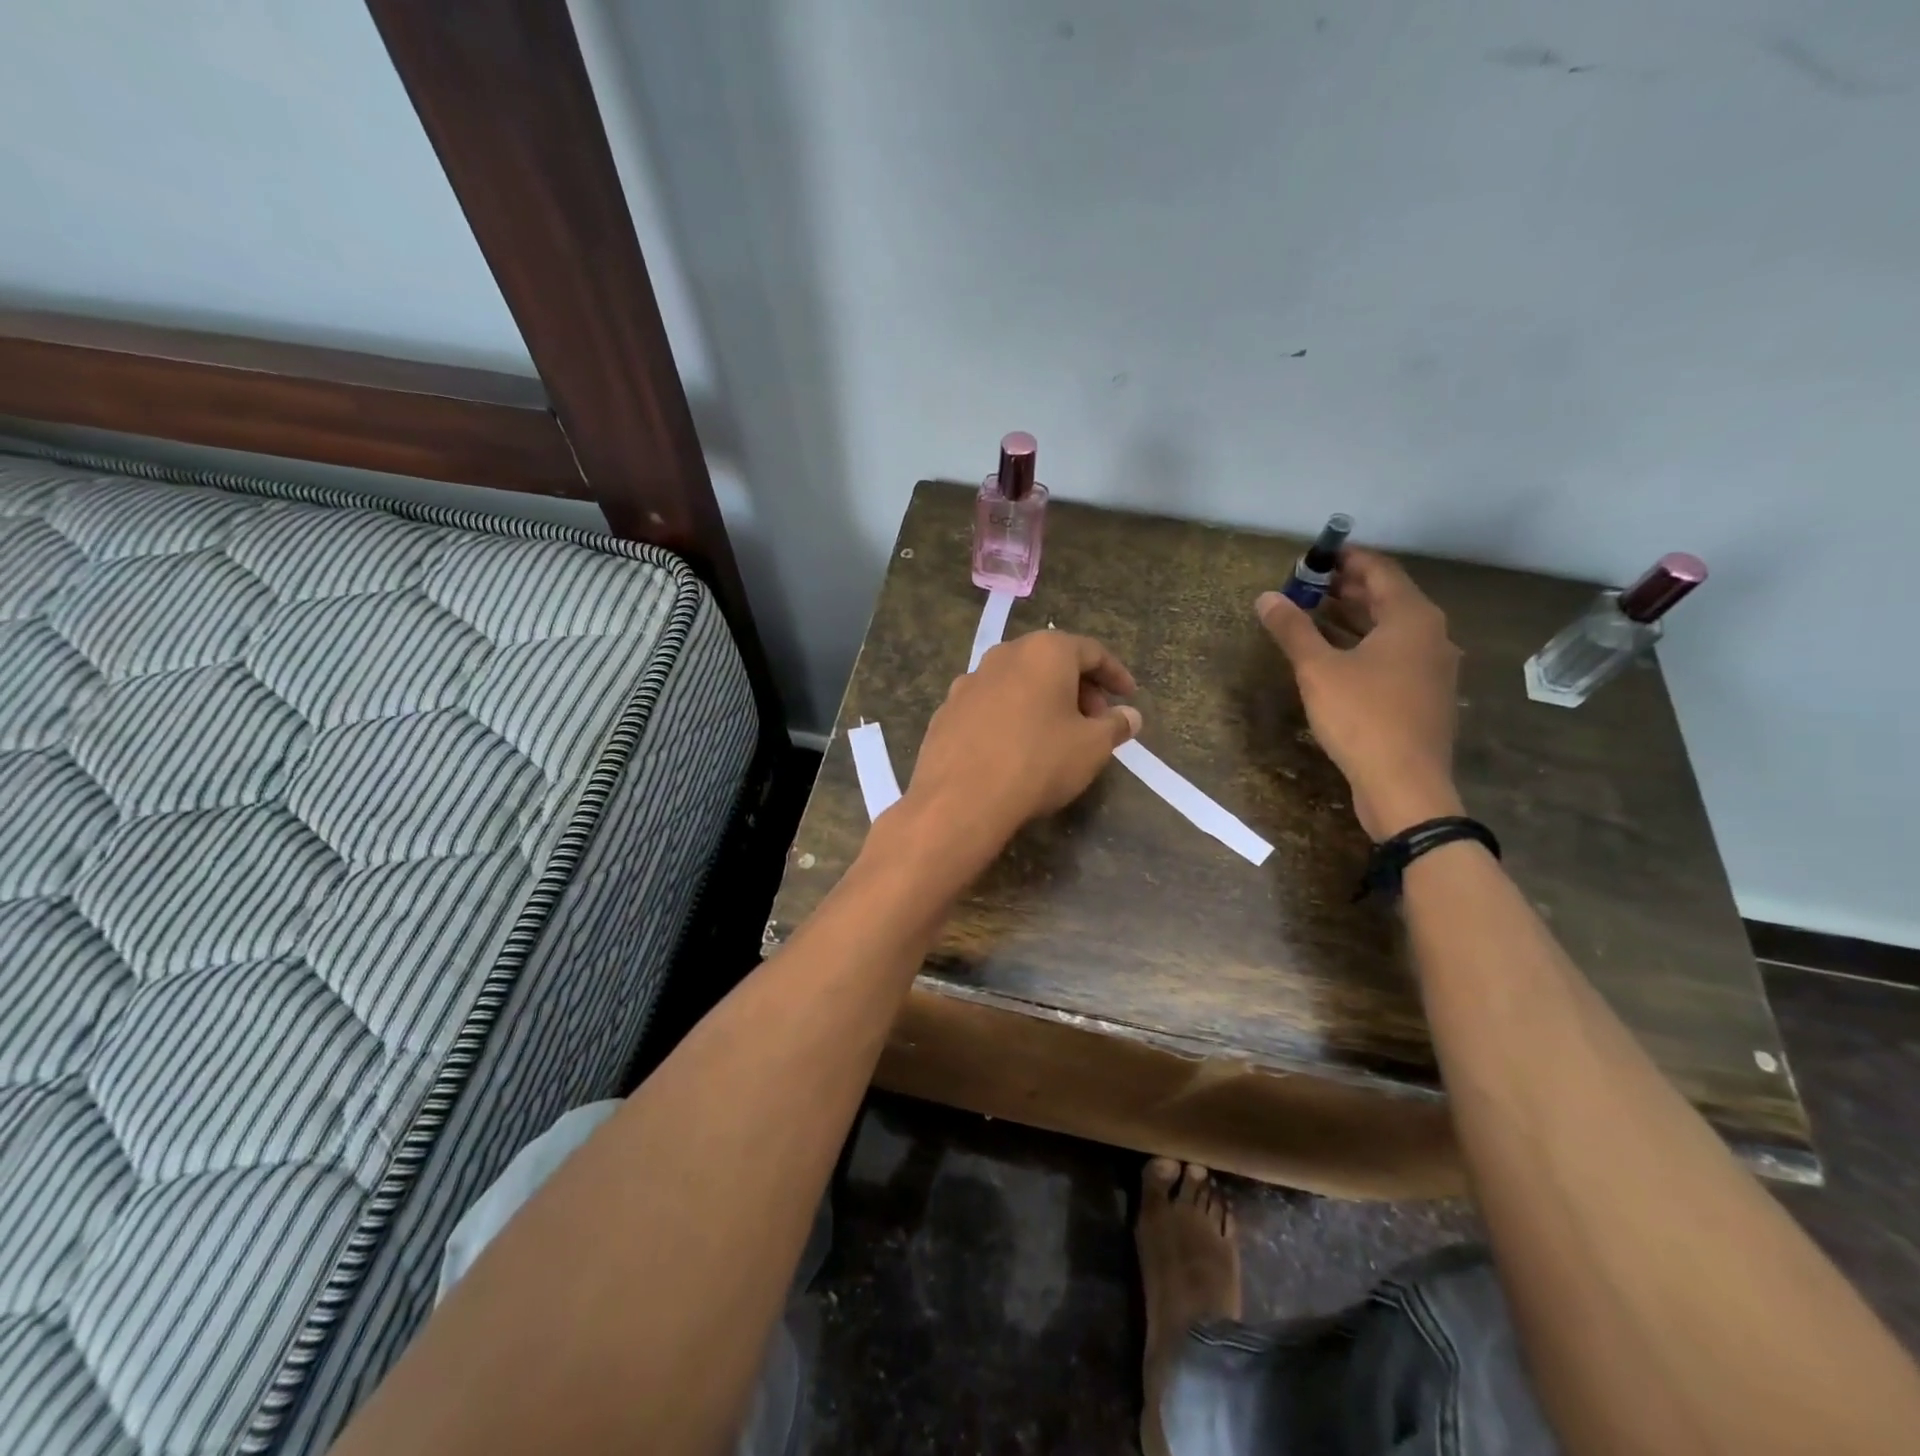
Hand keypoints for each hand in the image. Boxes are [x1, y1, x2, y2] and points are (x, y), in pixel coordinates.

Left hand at [899, 631, 1141, 858]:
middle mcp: (1004, 655)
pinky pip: (989, 705)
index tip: (1128, 697)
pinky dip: (1010, 716)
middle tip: (1095, 721)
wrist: (960, 799)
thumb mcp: (1091, 747)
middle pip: (1050, 662)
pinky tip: (1014, 747)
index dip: (1115, 675)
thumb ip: (1115, 725)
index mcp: (1044, 652)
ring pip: (1017, 682)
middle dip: (1078, 688)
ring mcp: (969, 681)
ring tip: (1056, 735)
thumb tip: (1130, 716)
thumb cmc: (1038, 762)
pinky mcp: (946, 710)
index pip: (1091, 652)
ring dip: (1042, 701)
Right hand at [1257, 549, 1463, 839]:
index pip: (1380, 571)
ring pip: (1392, 629)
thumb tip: (1266, 598)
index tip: (1315, 555)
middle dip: (1348, 588)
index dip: (1347, 559)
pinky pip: (1394, 655)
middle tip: (1308, 584)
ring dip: (1355, 617)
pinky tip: (1337, 656)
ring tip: (1315, 613)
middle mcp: (1431, 635)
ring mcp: (1433, 668)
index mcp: (1412, 618)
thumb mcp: (1318, 670)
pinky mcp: (1425, 696)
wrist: (1405, 784)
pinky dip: (1365, 644)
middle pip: (1389, 598)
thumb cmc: (1362, 717)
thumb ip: (1293, 630)